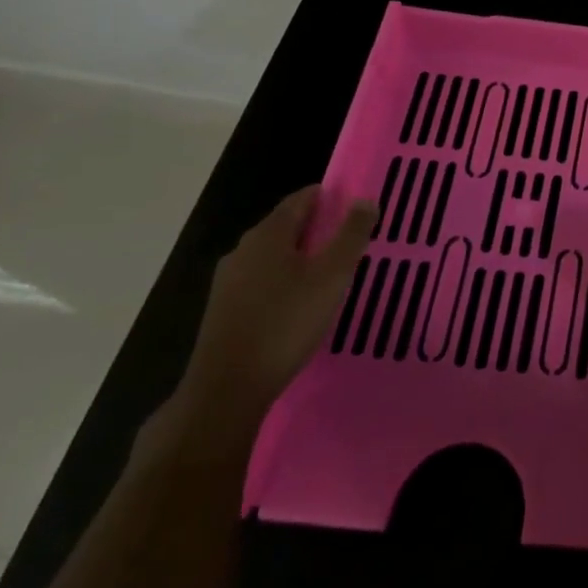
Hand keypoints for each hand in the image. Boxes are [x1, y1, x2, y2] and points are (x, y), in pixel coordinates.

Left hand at [178, 186, 379, 427]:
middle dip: (317, 228)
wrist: (226, 390)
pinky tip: (299, 303)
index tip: (354, 208)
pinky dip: (283, 281)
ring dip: (300, 257)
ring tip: (329, 273)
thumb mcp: (332, 276)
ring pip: (272, 256)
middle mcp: (243, 249)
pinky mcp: (223, 310)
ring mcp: (228, 281)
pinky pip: (260, 281)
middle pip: (285, 226)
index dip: (329, 197)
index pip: (301, 199)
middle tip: (349, 241)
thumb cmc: (286, 323)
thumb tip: (365, 200)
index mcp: (268, 234)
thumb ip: (351, 235)